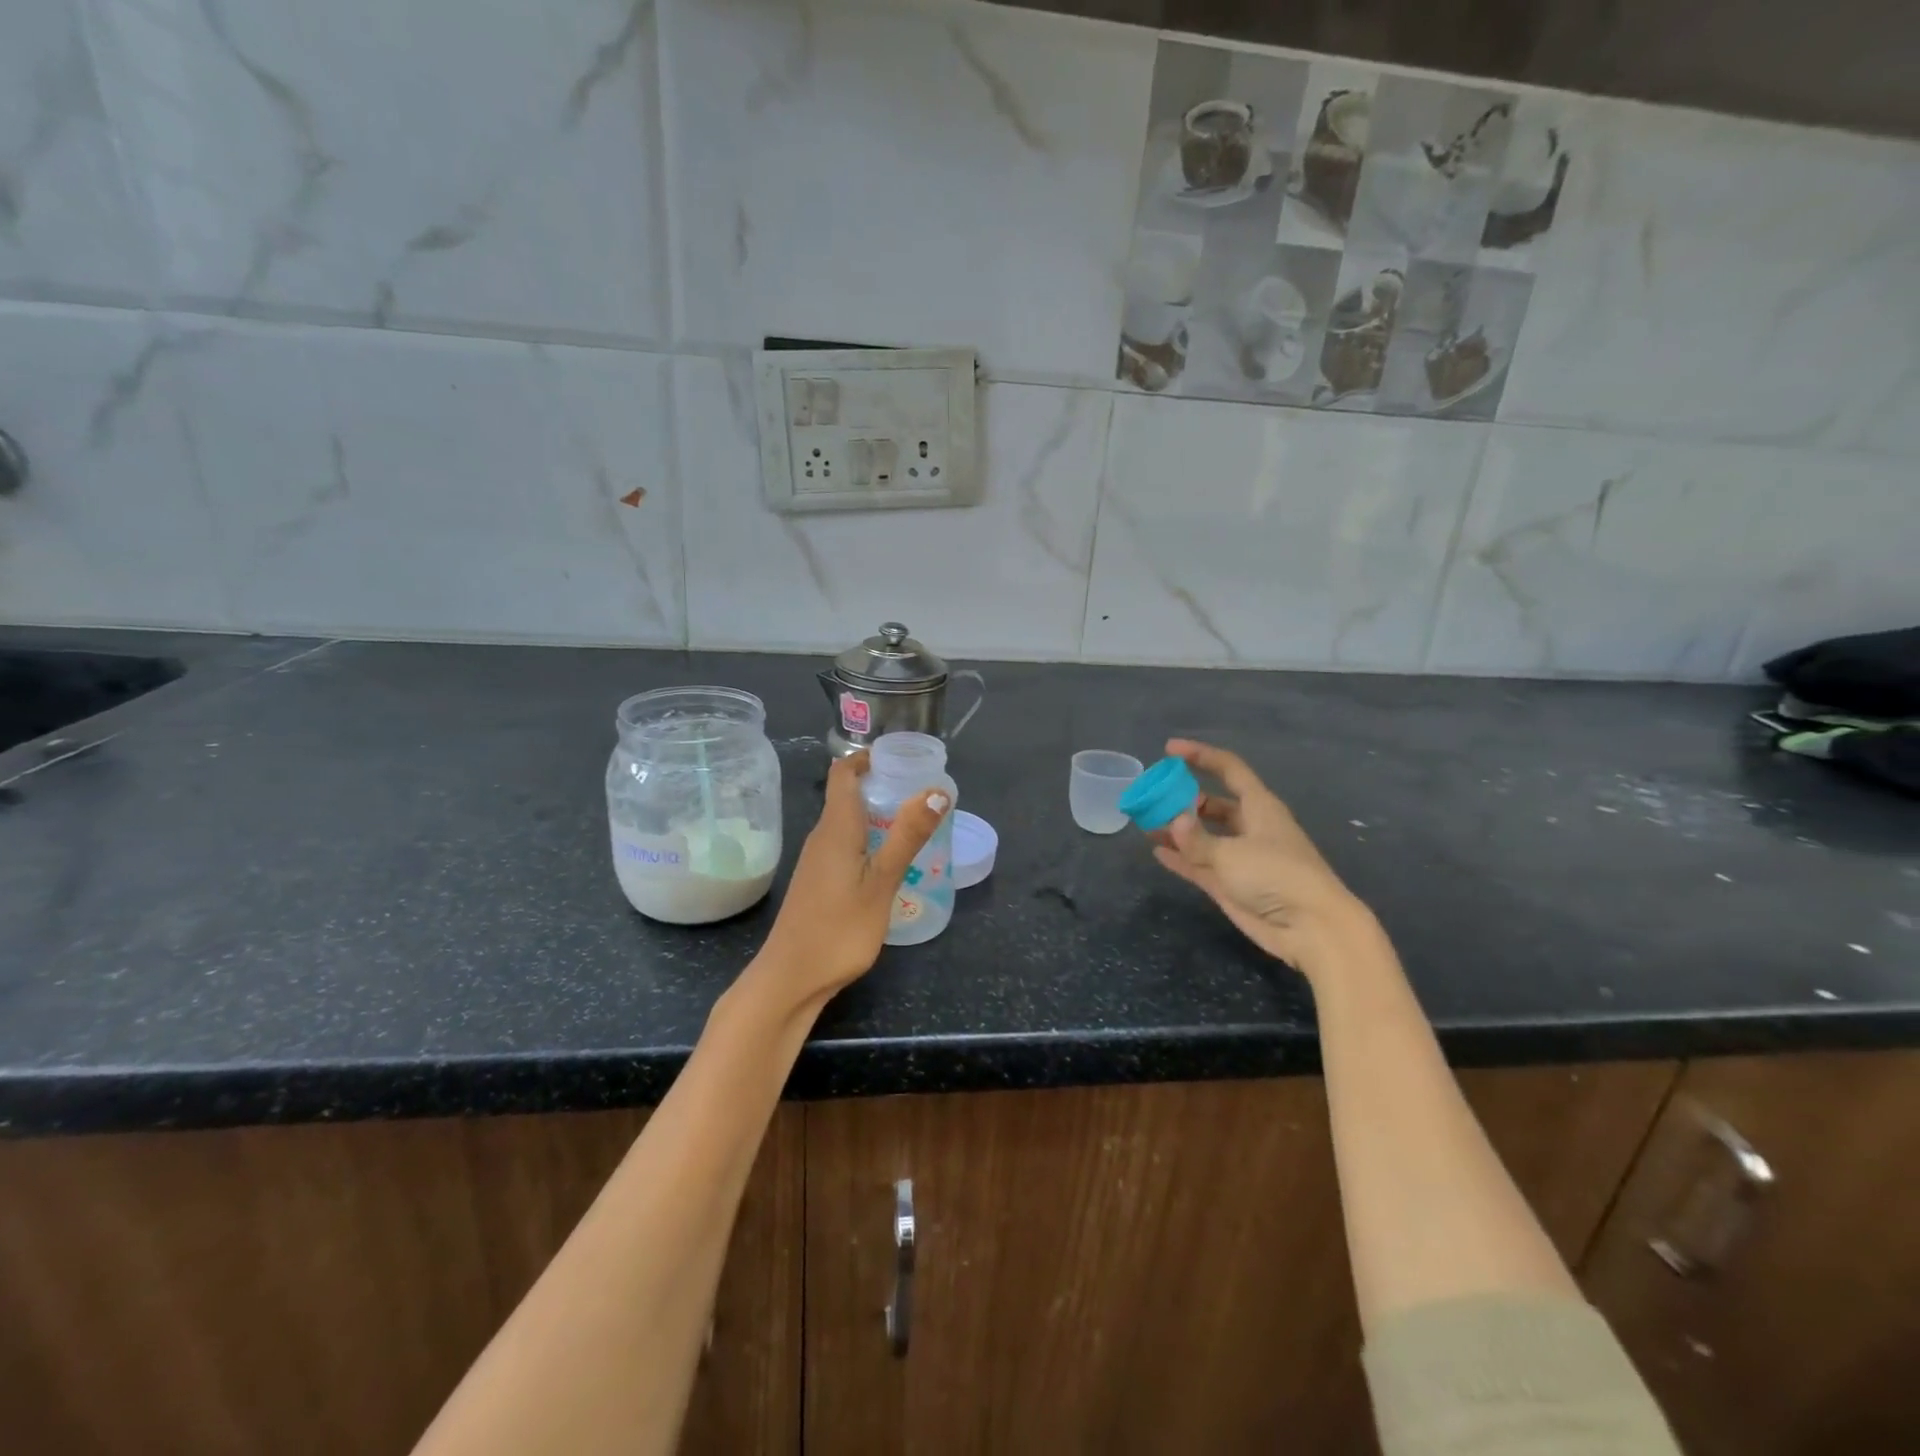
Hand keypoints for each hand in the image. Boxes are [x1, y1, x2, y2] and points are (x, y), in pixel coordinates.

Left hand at [754, 750, 948, 1013]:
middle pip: (847, 795)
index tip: (900, 758)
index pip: (843, 773)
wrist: (791, 978)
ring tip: (914, 825)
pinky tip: (889, 863)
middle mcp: (822, 837)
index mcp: (836, 828)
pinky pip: (845, 845)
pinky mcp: (818, 882)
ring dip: (877, 815)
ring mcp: (817, 861)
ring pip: (847, 823)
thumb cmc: (839, 928)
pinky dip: (868, 841)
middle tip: (921, 793)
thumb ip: (907, 836)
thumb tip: (936, 791)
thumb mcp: (882, 882)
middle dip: (881, 786)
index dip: (867, 757)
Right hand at [1150, 738, 1374, 977]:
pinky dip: (1180, 857)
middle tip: (1152, 796)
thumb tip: (1172, 822)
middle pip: (1212, 803)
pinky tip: (1157, 851)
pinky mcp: (1232, 884)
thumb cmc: (1277, 876)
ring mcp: (1240, 857)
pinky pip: (1200, 863)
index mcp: (1259, 806)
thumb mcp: (1231, 853)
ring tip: (1146, 823)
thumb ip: (1197, 839)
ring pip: (1203, 835)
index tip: (1169, 749)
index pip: (1228, 769)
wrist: (1311, 928)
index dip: (1200, 755)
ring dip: (1177, 829)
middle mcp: (1249, 826)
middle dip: (1183, 798)